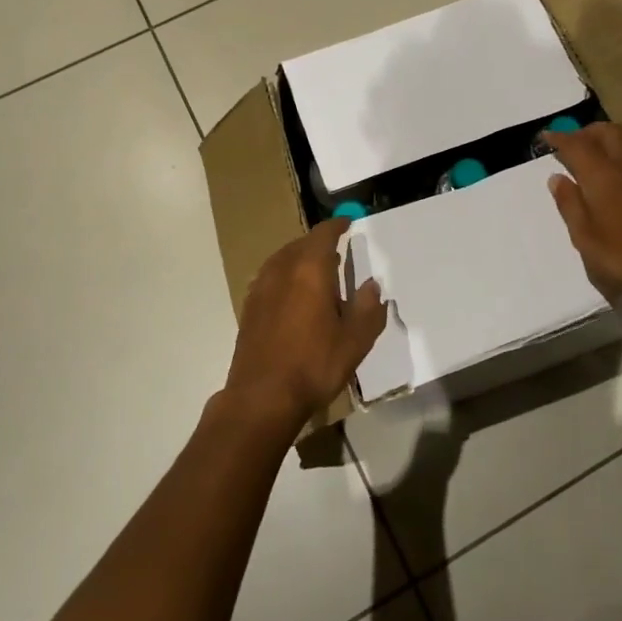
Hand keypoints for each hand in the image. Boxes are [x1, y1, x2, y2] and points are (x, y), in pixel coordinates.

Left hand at [224, 219, 385, 430]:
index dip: (337, 226)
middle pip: (301, 244)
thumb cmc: (314, 365)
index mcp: (310, 270)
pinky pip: (271, 277)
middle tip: (337, 251)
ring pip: (283, 259)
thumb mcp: (355, 340)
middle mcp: (282, 270)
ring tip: (318, 273)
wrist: (262, 397)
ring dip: (300, 259)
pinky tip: (295, 297)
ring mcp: (261, 288)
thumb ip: (368, 308)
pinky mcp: (249, 308)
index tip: (348, 223)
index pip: (323, 235)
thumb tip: (371, 285)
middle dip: (319, 243)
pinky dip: (286, 276)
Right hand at [543, 122, 621, 302]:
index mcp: (601, 174)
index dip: (560, 138)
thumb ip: (570, 205)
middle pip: (609, 131)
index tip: (547, 136)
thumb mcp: (586, 238)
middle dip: (590, 131)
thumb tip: (556, 178)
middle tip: (578, 141)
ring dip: (620, 137)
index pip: (576, 145)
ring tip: (611, 148)